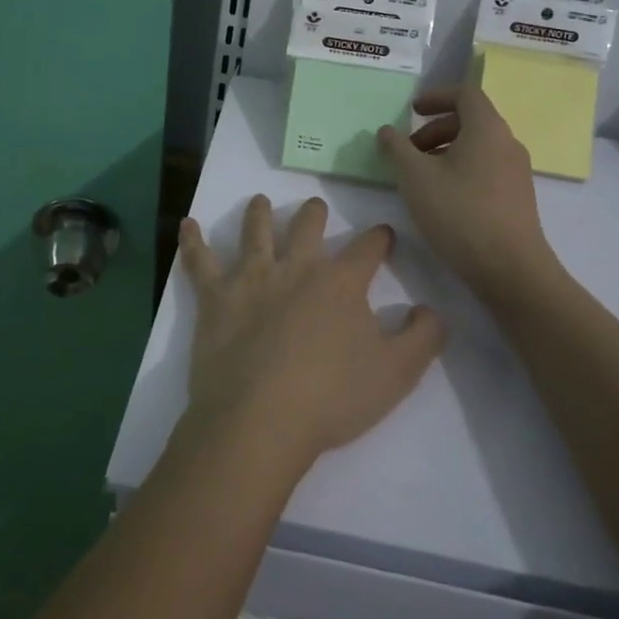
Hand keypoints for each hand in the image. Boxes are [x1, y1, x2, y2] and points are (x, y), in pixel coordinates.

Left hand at [177, 194, 444, 473]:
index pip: (368, 248)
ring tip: (259, 201)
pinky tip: (187, 225)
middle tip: (316, 207)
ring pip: (255, 231)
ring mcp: (251, 278)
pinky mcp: (215, 297)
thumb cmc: (332, 398)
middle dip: (315, 214)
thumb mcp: (397, 373)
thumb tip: (430, 309)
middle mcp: (296, 267)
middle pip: (307, 226)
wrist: (261, 418)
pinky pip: (200, 261)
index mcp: (341, 282)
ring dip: (258, 213)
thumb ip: (423, 337)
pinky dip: (192, 241)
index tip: (384, 235)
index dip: (380, 238)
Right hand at [377, 84, 561, 307]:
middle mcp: (507, 143)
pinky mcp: (517, 197)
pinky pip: (485, 168)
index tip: (410, 110)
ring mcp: (516, 171)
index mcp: (487, 129)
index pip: (465, 94)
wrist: (510, 268)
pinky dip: (460, 169)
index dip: (436, 96)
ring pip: (477, 147)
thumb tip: (387, 131)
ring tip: (419, 177)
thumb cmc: (459, 213)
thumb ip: (396, 149)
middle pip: (470, 120)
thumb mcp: (415, 177)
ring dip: (444, 151)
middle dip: (434, 129)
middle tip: (407, 151)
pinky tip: (441, 198)